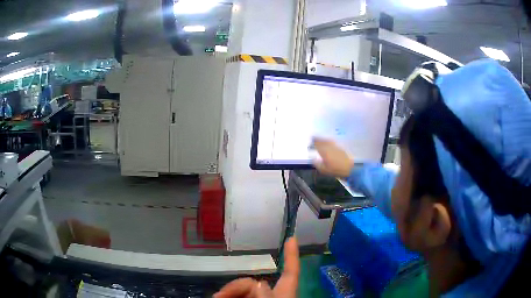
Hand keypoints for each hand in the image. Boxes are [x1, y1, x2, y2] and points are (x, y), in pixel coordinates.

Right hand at [214, 237, 299, 297]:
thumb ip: (265, 295)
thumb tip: (258, 283)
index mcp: (284, 292)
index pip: (291, 271)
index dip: (292, 255)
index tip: (292, 237)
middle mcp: (272, 294)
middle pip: (254, 281)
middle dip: (237, 285)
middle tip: (220, 296)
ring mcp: (258, 297)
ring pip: (243, 287)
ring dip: (229, 290)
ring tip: (218, 297)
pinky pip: (237, 293)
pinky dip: (228, 293)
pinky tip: (219, 296)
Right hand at [312, 138, 353, 177]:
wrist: (350, 168)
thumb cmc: (336, 170)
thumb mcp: (324, 170)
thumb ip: (317, 164)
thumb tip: (313, 159)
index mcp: (325, 152)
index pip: (318, 144)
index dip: (314, 142)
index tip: (311, 140)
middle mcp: (330, 147)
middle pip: (323, 141)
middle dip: (318, 139)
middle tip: (314, 137)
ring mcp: (336, 146)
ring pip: (328, 140)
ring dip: (323, 139)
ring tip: (320, 138)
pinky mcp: (340, 148)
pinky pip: (333, 142)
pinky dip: (329, 141)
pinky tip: (328, 142)